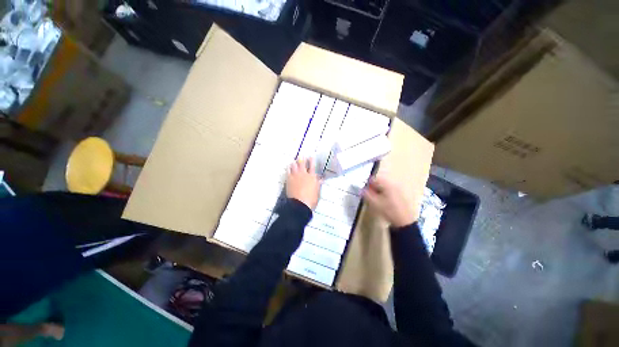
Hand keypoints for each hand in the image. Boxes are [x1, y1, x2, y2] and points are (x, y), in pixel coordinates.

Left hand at [286, 158, 320, 208]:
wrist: (300, 204)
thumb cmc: (311, 199)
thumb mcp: (317, 191)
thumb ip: (318, 184)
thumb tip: (321, 179)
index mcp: (312, 177)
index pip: (312, 166)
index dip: (311, 160)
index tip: (311, 156)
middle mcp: (304, 174)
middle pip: (302, 163)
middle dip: (302, 159)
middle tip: (301, 156)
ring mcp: (295, 176)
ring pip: (294, 166)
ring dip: (295, 163)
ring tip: (295, 161)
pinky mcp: (289, 179)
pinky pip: (288, 171)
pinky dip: (289, 168)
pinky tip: (289, 167)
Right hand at [363, 176, 415, 227]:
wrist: (404, 222)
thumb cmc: (389, 211)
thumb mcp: (374, 203)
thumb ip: (366, 194)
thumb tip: (361, 190)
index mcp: (387, 184)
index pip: (374, 179)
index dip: (367, 184)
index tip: (364, 191)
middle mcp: (394, 185)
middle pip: (380, 182)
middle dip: (373, 188)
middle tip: (369, 195)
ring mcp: (398, 190)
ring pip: (384, 187)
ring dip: (378, 191)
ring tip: (375, 199)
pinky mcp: (401, 196)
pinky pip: (389, 191)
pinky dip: (384, 194)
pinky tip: (383, 202)